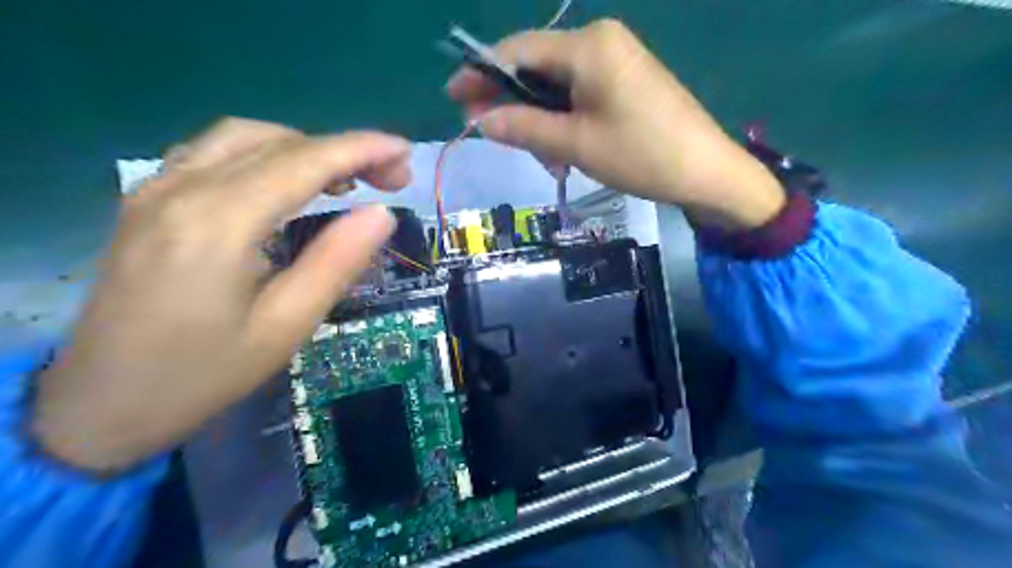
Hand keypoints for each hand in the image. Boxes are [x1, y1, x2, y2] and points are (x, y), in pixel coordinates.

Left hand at [32, 119, 410, 470]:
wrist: (99, 405)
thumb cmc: (204, 373)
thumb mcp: (286, 326)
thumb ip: (337, 262)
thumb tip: (381, 213)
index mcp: (220, 221)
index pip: (306, 161)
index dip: (363, 149)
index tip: (406, 152)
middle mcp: (183, 188)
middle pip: (278, 140)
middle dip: (343, 149)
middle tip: (388, 179)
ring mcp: (157, 188)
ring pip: (244, 137)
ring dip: (305, 148)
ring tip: (345, 181)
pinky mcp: (148, 200)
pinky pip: (214, 152)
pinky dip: (265, 153)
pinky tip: (286, 182)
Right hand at [447, 20, 786, 231]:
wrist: (706, 171)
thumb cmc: (640, 155)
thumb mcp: (575, 144)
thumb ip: (524, 128)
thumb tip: (481, 120)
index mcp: (587, 46)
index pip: (518, 51)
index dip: (482, 73)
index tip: (454, 97)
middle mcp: (599, 42)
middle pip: (536, 67)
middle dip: (513, 104)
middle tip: (494, 137)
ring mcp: (615, 60)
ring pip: (556, 87)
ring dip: (540, 121)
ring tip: (543, 159)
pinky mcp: (624, 82)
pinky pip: (578, 96)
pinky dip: (563, 121)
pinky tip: (562, 151)